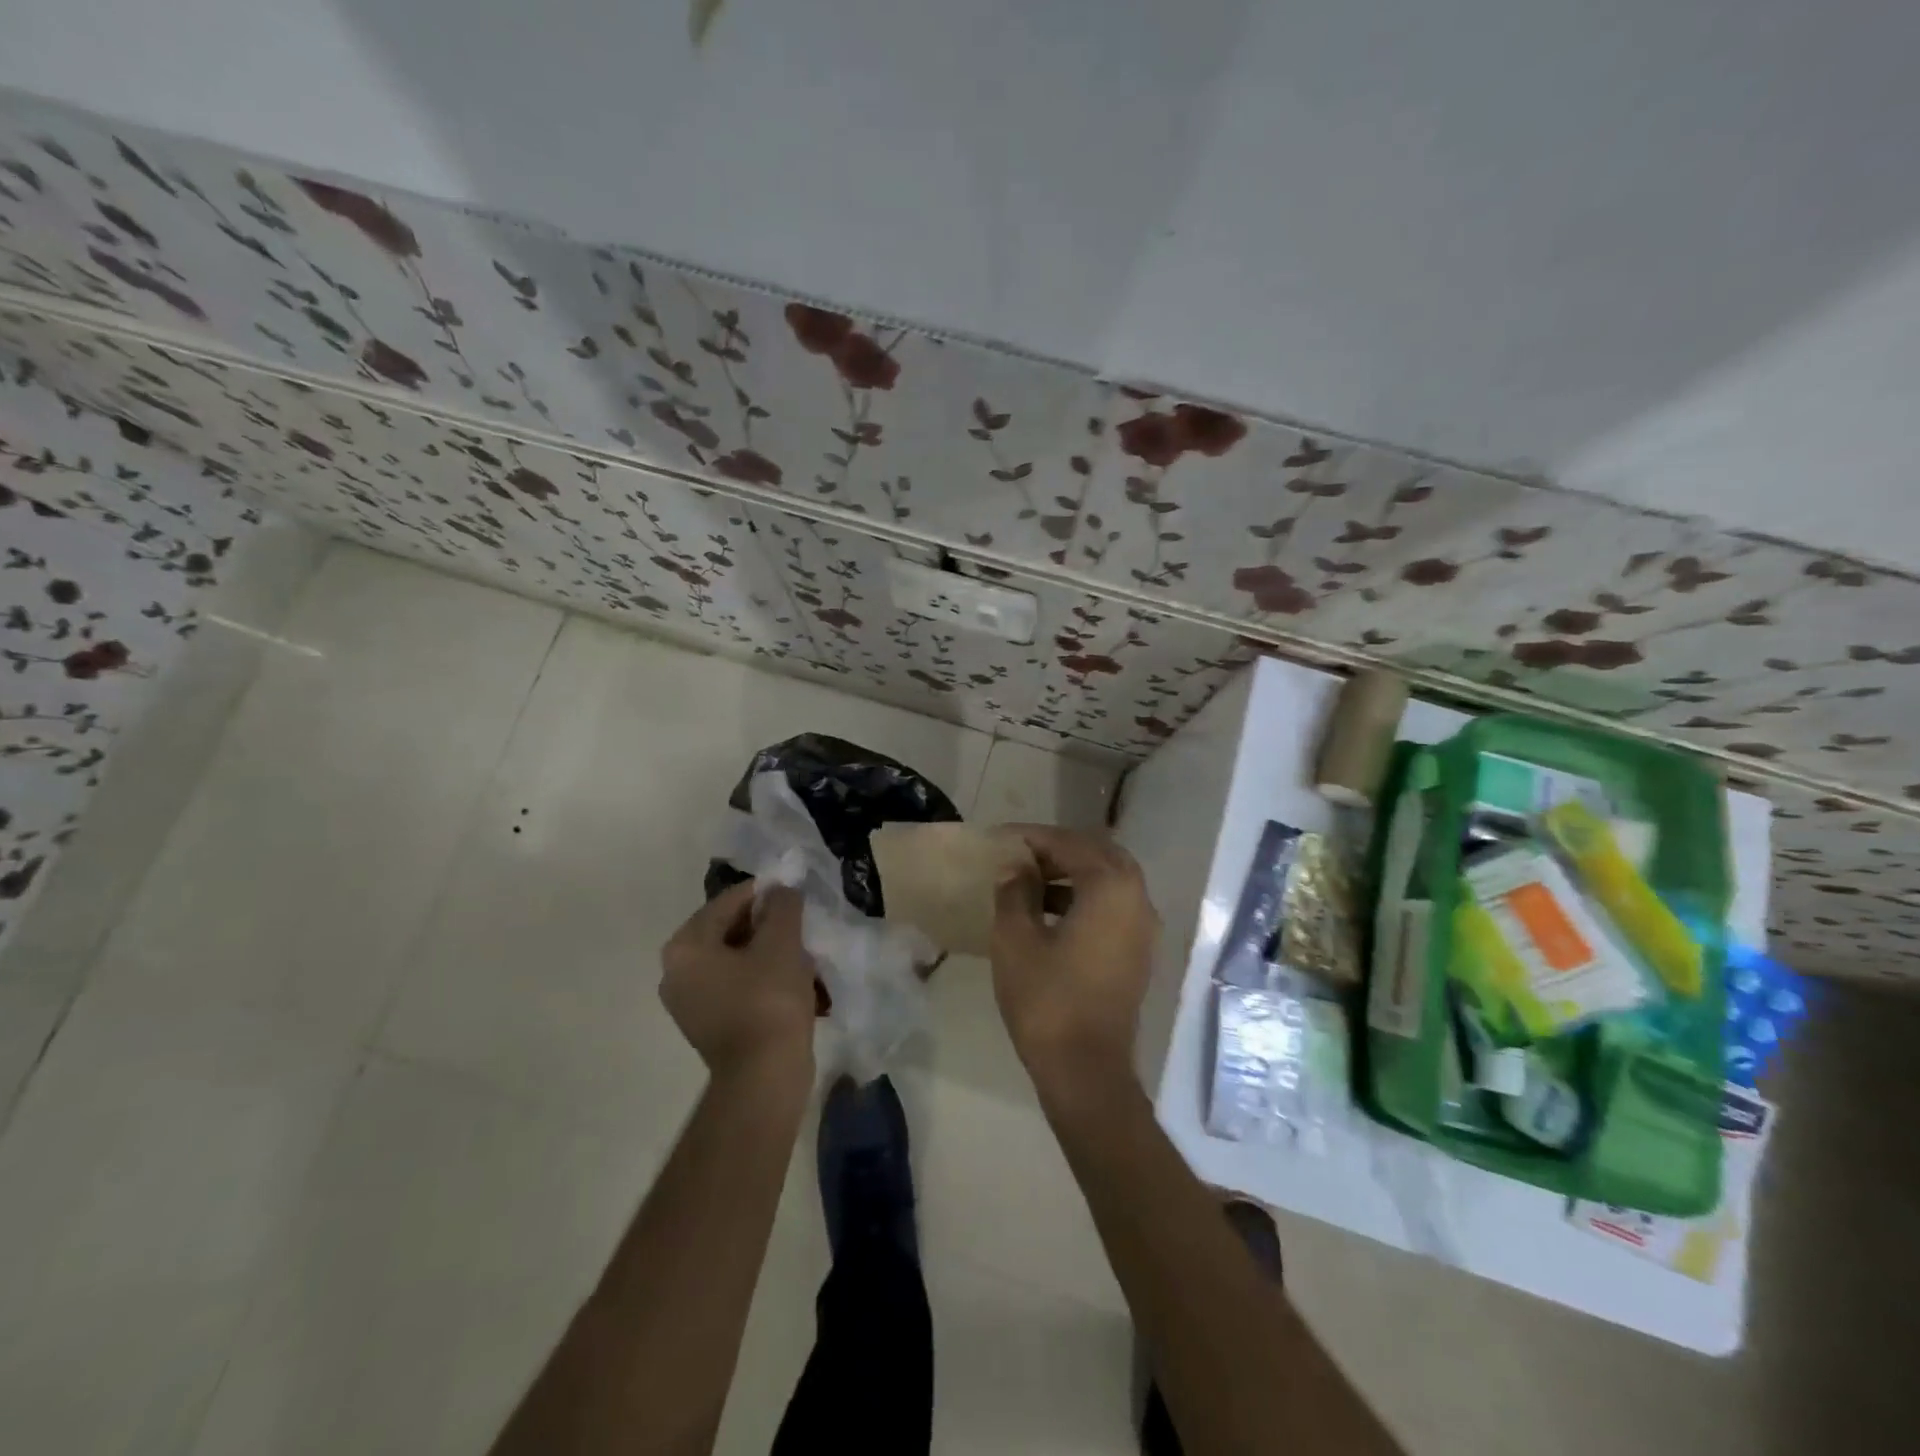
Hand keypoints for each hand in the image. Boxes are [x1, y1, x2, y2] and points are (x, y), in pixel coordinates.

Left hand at [661, 881, 815, 1085]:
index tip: (796, 894)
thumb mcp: (782, 942)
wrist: (763, 1077)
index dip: (766, 893)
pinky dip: (761, 977)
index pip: (729, 901)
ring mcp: (689, 1002)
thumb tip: (781, 890)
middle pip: (728, 930)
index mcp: (686, 946)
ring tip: (801, 952)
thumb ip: (782, 905)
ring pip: (735, 958)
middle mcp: (676, 971)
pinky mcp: (708, 1024)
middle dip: (766, 924)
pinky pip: (736, 985)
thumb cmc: (769, 1001)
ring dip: (767, 951)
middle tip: (801, 924)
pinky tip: (792, 981)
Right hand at [990, 825, 1159, 1093]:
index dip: (1033, 837)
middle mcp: (1137, 899)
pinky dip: (1085, 897)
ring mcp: (1143, 928)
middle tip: (1021, 854)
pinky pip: (1113, 906)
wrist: (1086, 1071)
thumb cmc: (1047, 1000)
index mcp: (1111, 887)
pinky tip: (1049, 913)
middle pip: (1098, 855)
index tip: (1001, 838)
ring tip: (1029, 881)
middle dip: (1058, 850)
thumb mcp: (1015, 939)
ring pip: (1109, 881)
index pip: (1070, 844)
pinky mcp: (1138, 952)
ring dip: (1072, 873)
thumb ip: (1014, 891)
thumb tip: (1016, 867)